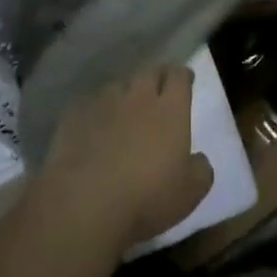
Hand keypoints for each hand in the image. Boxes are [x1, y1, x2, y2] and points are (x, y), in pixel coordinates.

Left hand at [34, 66, 213, 256]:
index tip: (185, 80)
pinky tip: (94, 126)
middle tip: (158, 90)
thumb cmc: (146, 197)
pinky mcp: (75, 115)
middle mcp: (138, 96)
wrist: (85, 203)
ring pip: (118, 85)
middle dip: (156, 78)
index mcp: (170, 109)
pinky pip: (90, 104)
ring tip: (124, 108)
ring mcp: (104, 103)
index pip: (179, 76)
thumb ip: (201, 170)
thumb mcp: (190, 194)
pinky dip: (96, 111)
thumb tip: (199, 159)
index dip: (183, 76)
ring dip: (125, 93)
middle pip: (149, 73)